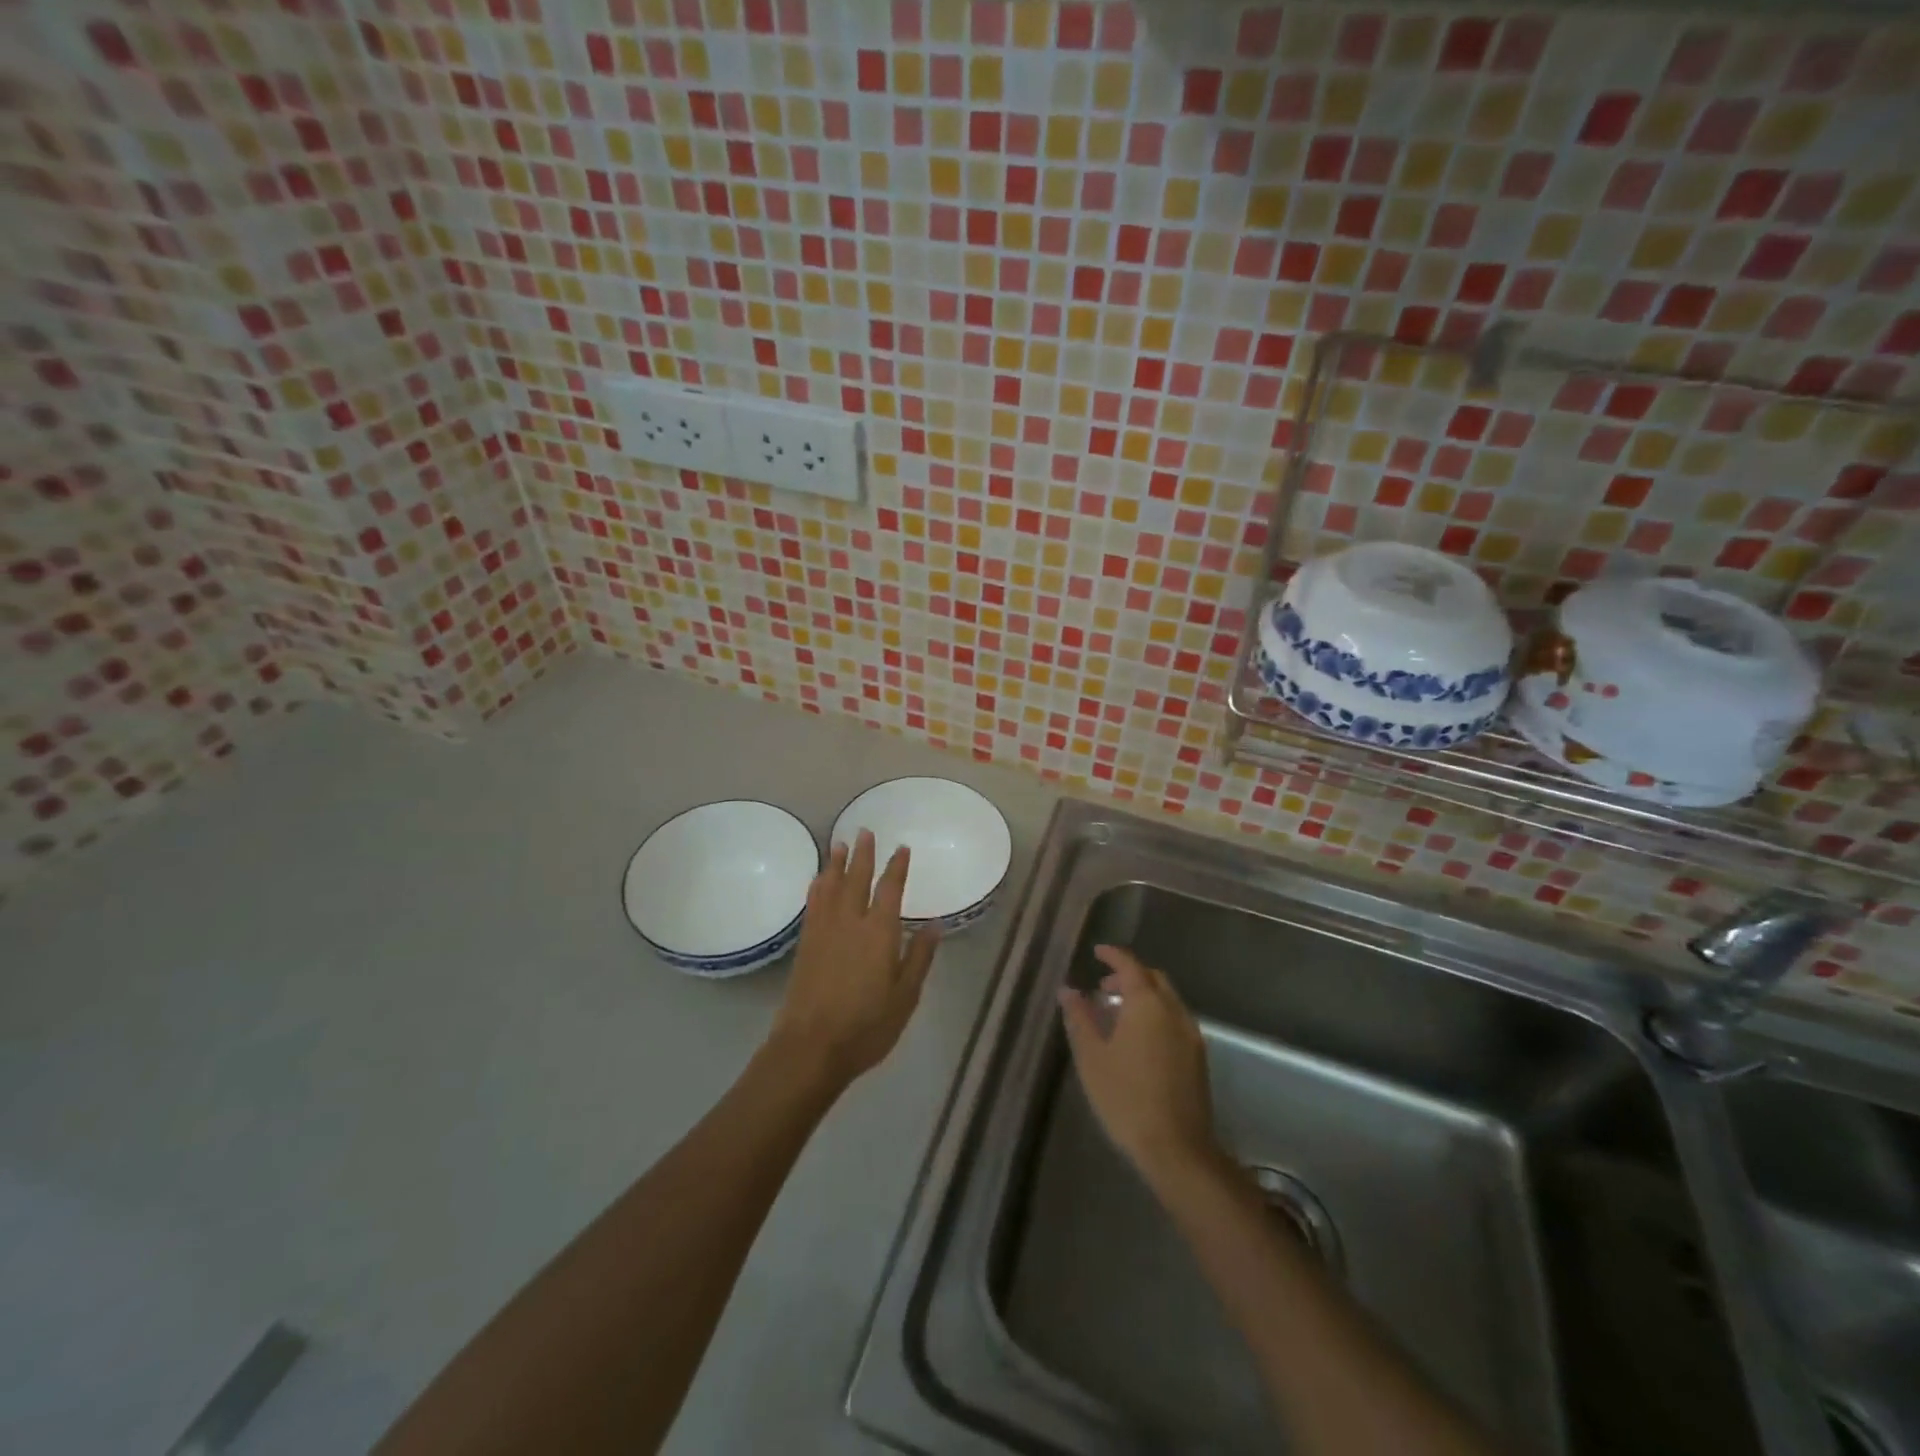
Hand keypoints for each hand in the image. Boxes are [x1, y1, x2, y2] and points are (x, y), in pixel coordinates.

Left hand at [768, 829, 940, 1093]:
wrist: (810, 1047)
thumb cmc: (866, 1026)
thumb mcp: (905, 997)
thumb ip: (919, 958)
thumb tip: (935, 925)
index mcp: (878, 933)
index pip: (890, 890)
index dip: (897, 868)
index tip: (902, 848)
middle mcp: (850, 923)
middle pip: (856, 880)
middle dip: (863, 855)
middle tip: (865, 831)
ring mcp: (824, 932)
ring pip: (831, 887)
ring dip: (836, 864)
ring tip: (839, 844)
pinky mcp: (805, 944)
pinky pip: (813, 905)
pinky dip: (817, 887)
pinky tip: (818, 880)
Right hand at [1059, 946, 1221, 1190]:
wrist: (1177, 1149)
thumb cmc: (1126, 1098)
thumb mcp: (1092, 1057)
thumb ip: (1080, 1018)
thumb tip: (1068, 990)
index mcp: (1147, 1004)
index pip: (1130, 965)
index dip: (1113, 955)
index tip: (1097, 952)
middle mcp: (1174, 1011)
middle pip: (1153, 978)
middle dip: (1129, 975)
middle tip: (1104, 987)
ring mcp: (1190, 1034)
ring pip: (1167, 999)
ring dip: (1144, 996)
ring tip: (1118, 1014)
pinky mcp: (1198, 1057)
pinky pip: (1175, 1019)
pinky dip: (1156, 1014)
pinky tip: (1138, 1039)